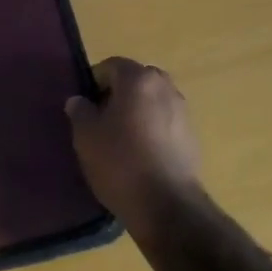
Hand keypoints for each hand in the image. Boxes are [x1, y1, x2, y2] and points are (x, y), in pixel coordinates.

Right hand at [65, 57, 202, 229]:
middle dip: (119, 93)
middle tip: (102, 118)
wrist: (166, 205)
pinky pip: (165, 122)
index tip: (85, 105)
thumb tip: (80, 100)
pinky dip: (152, 129)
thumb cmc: (120, 162)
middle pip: (136, 80)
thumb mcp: (86, 136)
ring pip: (152, 100)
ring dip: (137, 111)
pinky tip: (140, 154)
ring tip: (121, 139)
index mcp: (138, 79)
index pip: (112, 65)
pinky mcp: (192, 136)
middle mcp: (165, 87)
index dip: (94, 81)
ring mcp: (183, 111)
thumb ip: (80, 111)